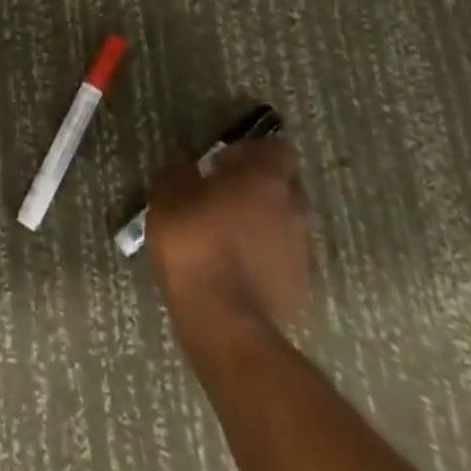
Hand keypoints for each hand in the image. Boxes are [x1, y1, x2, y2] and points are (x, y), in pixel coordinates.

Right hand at [145, 137, 310, 360]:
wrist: (223, 321)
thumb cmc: (193, 243)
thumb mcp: (169, 196)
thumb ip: (183, 172)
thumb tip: (192, 164)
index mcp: (265, 180)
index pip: (279, 149)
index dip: (254, 151)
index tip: (225, 161)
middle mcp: (293, 209)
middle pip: (286, 185)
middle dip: (261, 185)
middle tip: (225, 193)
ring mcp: (301, 250)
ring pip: (287, 221)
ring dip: (264, 220)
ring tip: (229, 231)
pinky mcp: (300, 285)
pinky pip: (284, 255)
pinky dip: (266, 252)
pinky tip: (236, 263)